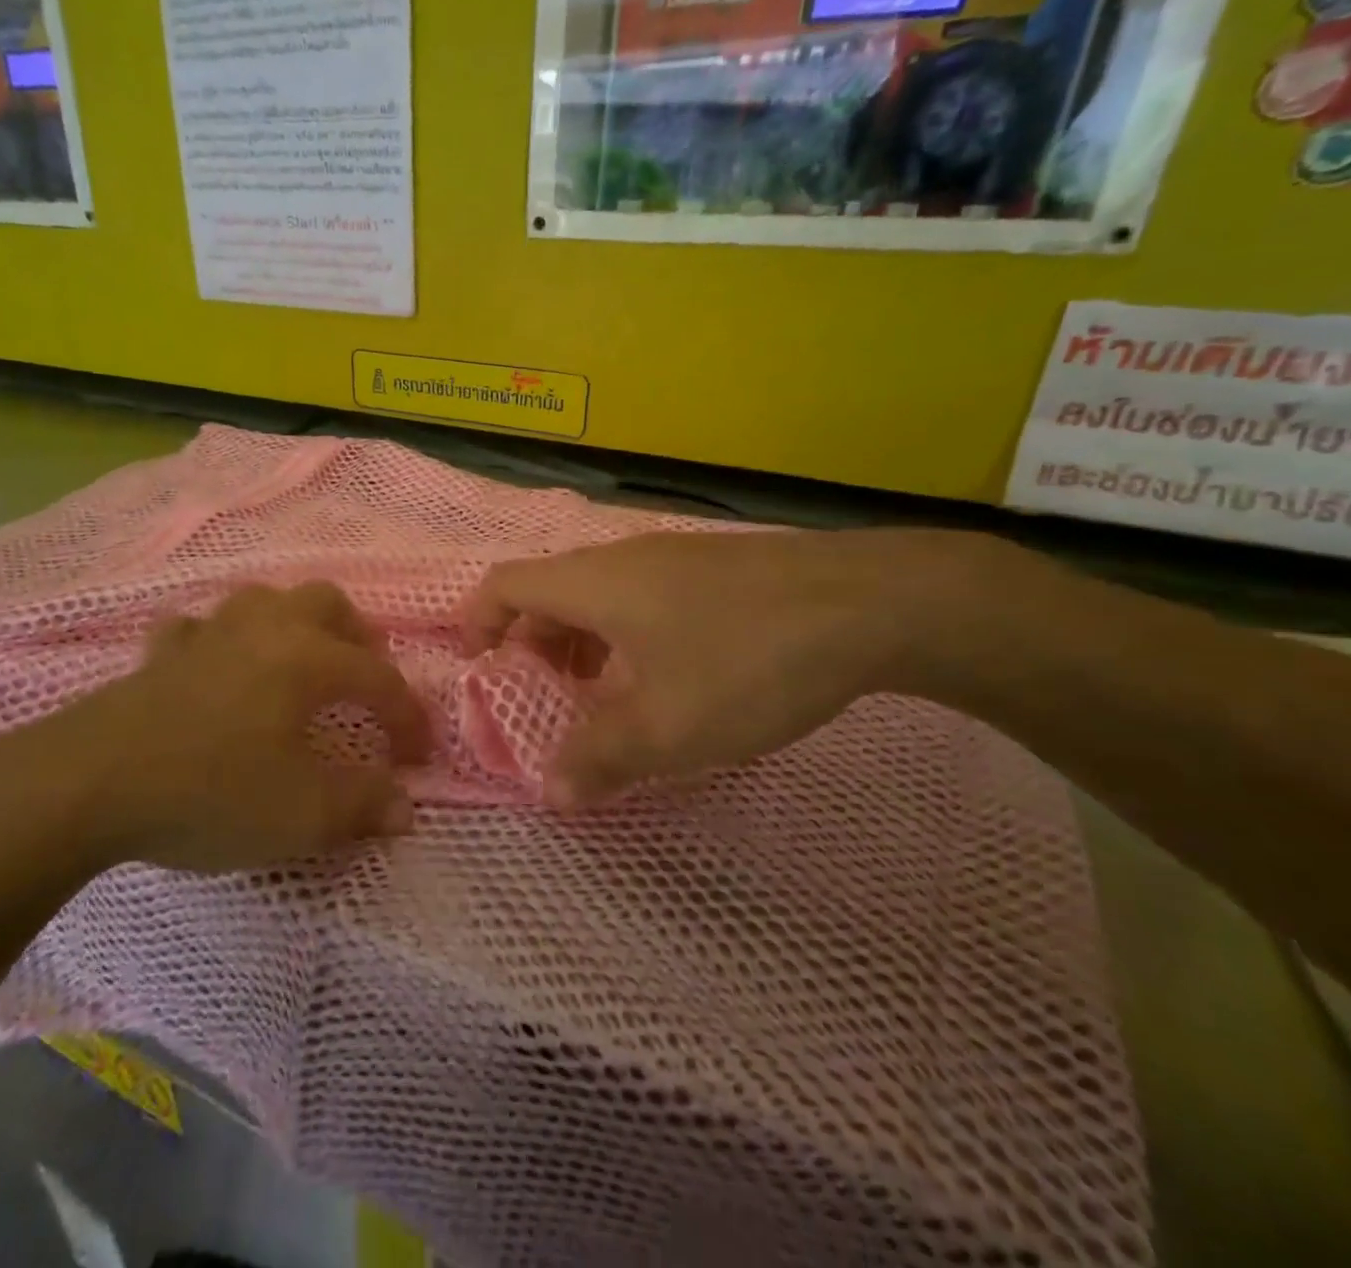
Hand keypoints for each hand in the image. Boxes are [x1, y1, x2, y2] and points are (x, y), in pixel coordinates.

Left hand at [2, 581, 432, 874]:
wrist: (90, 784)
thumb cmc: (210, 792)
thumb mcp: (301, 814)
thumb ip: (362, 805)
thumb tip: (404, 806)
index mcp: (307, 658)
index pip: (379, 678)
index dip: (408, 717)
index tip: (416, 759)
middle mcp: (264, 630)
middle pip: (327, 603)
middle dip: (358, 639)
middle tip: (366, 682)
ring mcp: (208, 635)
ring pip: (263, 600)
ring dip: (292, 624)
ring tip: (300, 663)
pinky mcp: (160, 655)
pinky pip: (198, 630)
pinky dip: (217, 643)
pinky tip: (215, 668)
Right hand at [461, 529, 981, 806]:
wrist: (873, 603)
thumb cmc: (746, 660)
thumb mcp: (667, 727)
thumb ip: (599, 759)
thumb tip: (552, 793)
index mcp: (592, 583)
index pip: (504, 585)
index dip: (478, 623)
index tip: (480, 670)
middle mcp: (621, 558)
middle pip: (548, 590)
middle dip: (532, 645)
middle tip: (543, 699)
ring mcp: (671, 556)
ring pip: (598, 595)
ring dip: (581, 643)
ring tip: (602, 696)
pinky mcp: (713, 567)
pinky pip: (641, 596)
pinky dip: (625, 635)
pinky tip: (666, 677)